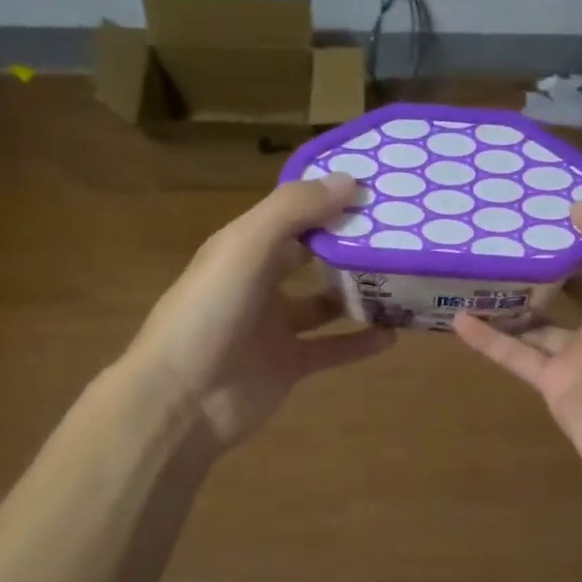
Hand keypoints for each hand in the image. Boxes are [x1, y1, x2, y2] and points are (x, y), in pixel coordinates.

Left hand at [125, 176, 394, 455]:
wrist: (180, 400)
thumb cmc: (209, 312)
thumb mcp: (246, 247)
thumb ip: (294, 210)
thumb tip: (350, 180)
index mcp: (243, 247)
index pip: (291, 214)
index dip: (328, 199)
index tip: (375, 189)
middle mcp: (259, 282)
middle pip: (310, 256)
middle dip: (347, 244)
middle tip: (398, 233)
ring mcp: (274, 327)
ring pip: (325, 303)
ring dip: (358, 293)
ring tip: (402, 279)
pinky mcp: (288, 365)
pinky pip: (332, 348)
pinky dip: (360, 342)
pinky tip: (393, 334)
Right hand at [453, 199, 581, 508]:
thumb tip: (577, 208)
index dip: (578, 223)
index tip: (537, 201)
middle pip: (568, 279)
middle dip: (538, 256)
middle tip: (494, 230)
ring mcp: (579, 353)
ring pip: (537, 316)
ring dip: (509, 295)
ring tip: (470, 267)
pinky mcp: (553, 384)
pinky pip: (516, 354)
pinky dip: (489, 338)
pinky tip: (456, 318)